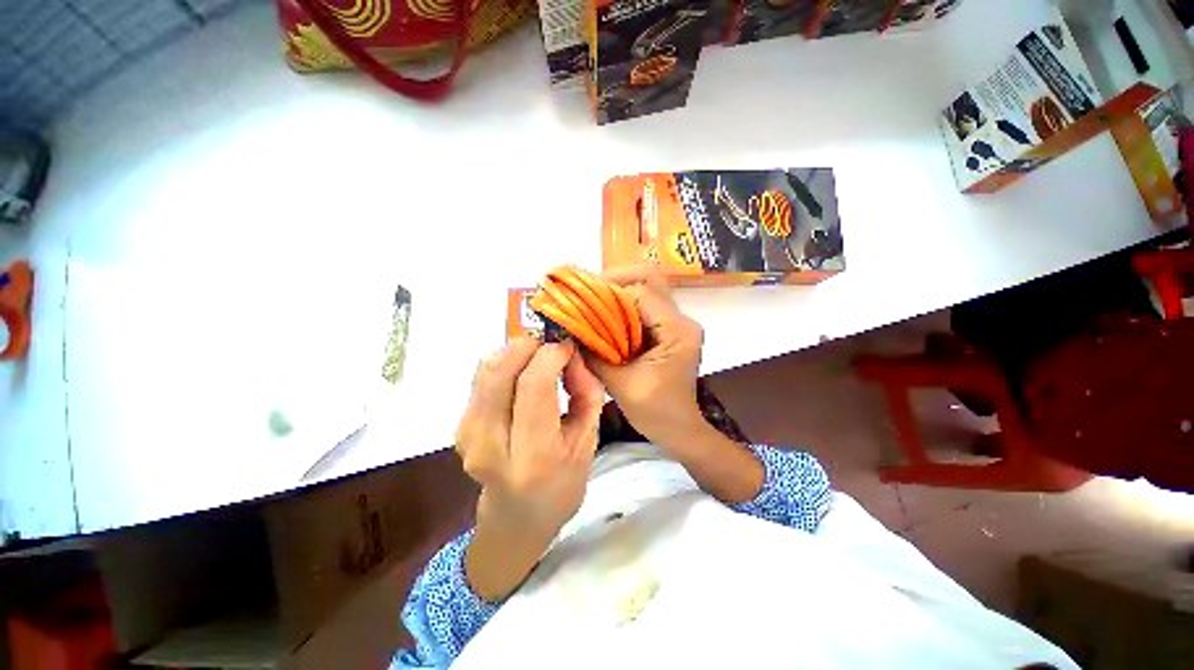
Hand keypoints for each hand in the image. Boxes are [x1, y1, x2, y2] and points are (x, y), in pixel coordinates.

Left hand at [455, 338, 604, 599]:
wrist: (516, 519)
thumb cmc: (561, 484)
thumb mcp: (588, 441)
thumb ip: (586, 392)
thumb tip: (571, 353)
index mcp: (532, 457)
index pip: (533, 386)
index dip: (551, 355)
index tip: (567, 346)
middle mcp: (490, 445)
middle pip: (499, 370)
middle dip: (528, 344)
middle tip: (552, 344)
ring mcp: (467, 435)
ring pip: (486, 368)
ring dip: (516, 352)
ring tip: (540, 359)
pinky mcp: (459, 425)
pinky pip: (482, 377)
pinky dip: (506, 364)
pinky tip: (524, 374)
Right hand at [587, 267, 763, 503]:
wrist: (679, 430)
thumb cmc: (656, 413)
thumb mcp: (620, 385)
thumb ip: (594, 355)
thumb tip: (567, 330)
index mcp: (677, 331)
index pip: (641, 293)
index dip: (609, 291)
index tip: (581, 297)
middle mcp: (681, 319)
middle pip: (649, 279)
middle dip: (615, 280)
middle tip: (587, 291)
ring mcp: (676, 322)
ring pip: (646, 288)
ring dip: (617, 291)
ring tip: (591, 301)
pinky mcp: (668, 329)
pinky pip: (643, 305)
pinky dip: (621, 306)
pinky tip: (603, 316)